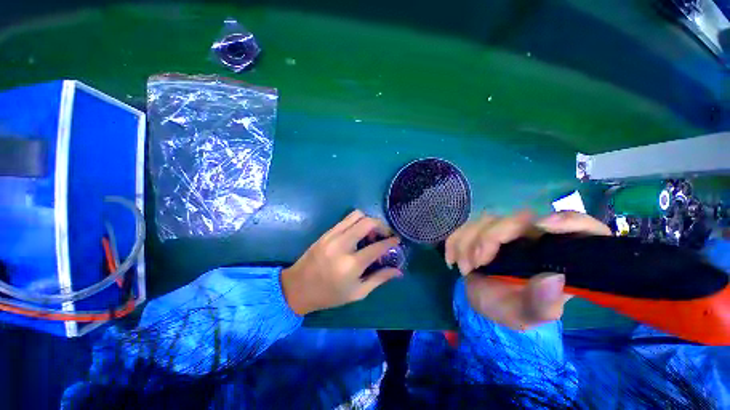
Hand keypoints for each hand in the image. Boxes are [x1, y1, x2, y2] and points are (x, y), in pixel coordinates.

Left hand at [281, 210, 402, 315]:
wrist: (298, 287)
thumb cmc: (329, 295)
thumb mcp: (357, 292)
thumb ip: (379, 279)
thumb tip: (398, 271)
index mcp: (351, 265)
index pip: (377, 246)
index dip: (391, 241)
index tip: (397, 240)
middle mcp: (342, 245)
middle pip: (368, 223)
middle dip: (381, 225)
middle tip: (385, 234)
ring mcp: (332, 236)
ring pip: (356, 215)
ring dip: (368, 221)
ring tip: (371, 233)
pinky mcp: (326, 232)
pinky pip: (346, 219)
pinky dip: (357, 222)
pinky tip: (358, 233)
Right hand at [445, 211, 610, 329]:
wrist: (484, 300)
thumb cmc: (511, 308)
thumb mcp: (527, 315)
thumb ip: (542, 304)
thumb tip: (554, 278)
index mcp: (557, 254)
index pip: (581, 226)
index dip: (570, 221)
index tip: (543, 227)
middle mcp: (534, 236)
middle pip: (517, 218)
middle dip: (489, 238)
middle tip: (476, 264)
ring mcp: (506, 230)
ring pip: (486, 219)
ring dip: (467, 241)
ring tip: (464, 268)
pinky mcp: (483, 230)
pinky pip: (465, 226)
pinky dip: (455, 240)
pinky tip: (451, 259)